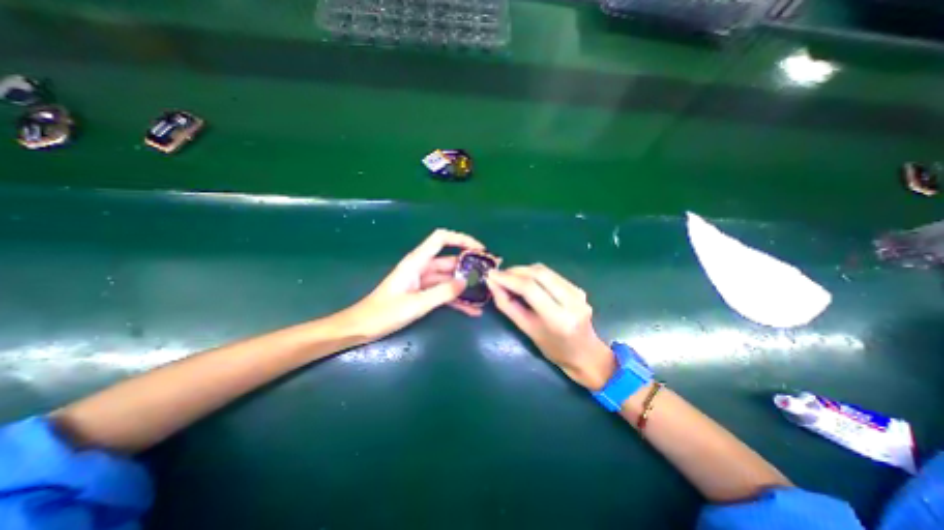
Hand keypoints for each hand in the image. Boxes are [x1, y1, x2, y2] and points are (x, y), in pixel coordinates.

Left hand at [337, 230, 481, 340]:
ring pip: (449, 278)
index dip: (461, 239)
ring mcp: (423, 281)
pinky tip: (472, 310)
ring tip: (485, 293)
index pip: (441, 239)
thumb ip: (442, 292)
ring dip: (466, 285)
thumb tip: (465, 282)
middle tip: (490, 274)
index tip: (479, 249)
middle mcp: (422, 267)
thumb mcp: (416, 304)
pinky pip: (444, 292)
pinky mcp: (423, 293)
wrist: (362, 327)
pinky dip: (457, 299)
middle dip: (470, 266)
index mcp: (417, 262)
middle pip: (450, 260)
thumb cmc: (384, 313)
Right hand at [486, 263, 621, 387]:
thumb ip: (508, 305)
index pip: (529, 288)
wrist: (585, 354)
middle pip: (538, 273)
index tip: (491, 274)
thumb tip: (492, 284)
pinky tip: (525, 280)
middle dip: (514, 271)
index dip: (508, 278)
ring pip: (544, 270)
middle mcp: (571, 300)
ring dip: (523, 270)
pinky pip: (551, 274)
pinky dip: (534, 274)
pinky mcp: (578, 287)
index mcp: (558, 318)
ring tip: (509, 277)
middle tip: (499, 275)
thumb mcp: (527, 329)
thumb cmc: (553, 349)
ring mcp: (577, 292)